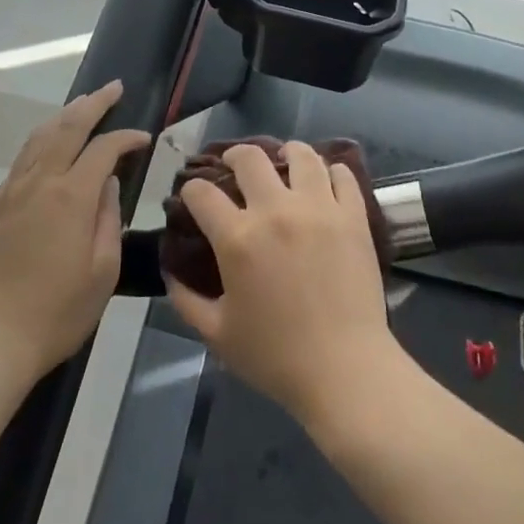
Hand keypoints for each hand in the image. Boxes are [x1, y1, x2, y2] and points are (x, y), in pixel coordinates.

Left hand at [0, 81, 150, 386]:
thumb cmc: (56, 313)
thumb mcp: (102, 272)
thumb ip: (108, 219)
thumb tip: (108, 184)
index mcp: (70, 196)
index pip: (103, 148)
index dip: (126, 137)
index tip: (144, 138)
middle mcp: (39, 183)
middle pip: (67, 127)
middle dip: (93, 103)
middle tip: (114, 88)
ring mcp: (11, 193)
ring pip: (39, 138)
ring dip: (64, 116)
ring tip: (84, 105)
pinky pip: (22, 160)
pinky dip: (42, 140)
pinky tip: (50, 145)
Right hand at [165, 141, 404, 429]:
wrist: (345, 370)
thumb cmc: (276, 357)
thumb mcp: (217, 334)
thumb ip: (186, 299)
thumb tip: (170, 270)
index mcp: (238, 238)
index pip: (201, 193)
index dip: (191, 190)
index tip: (193, 195)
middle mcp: (276, 210)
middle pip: (249, 158)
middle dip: (233, 156)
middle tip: (234, 167)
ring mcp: (319, 207)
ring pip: (301, 154)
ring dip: (286, 153)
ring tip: (284, 161)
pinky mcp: (353, 215)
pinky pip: (342, 175)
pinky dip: (332, 171)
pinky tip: (325, 180)